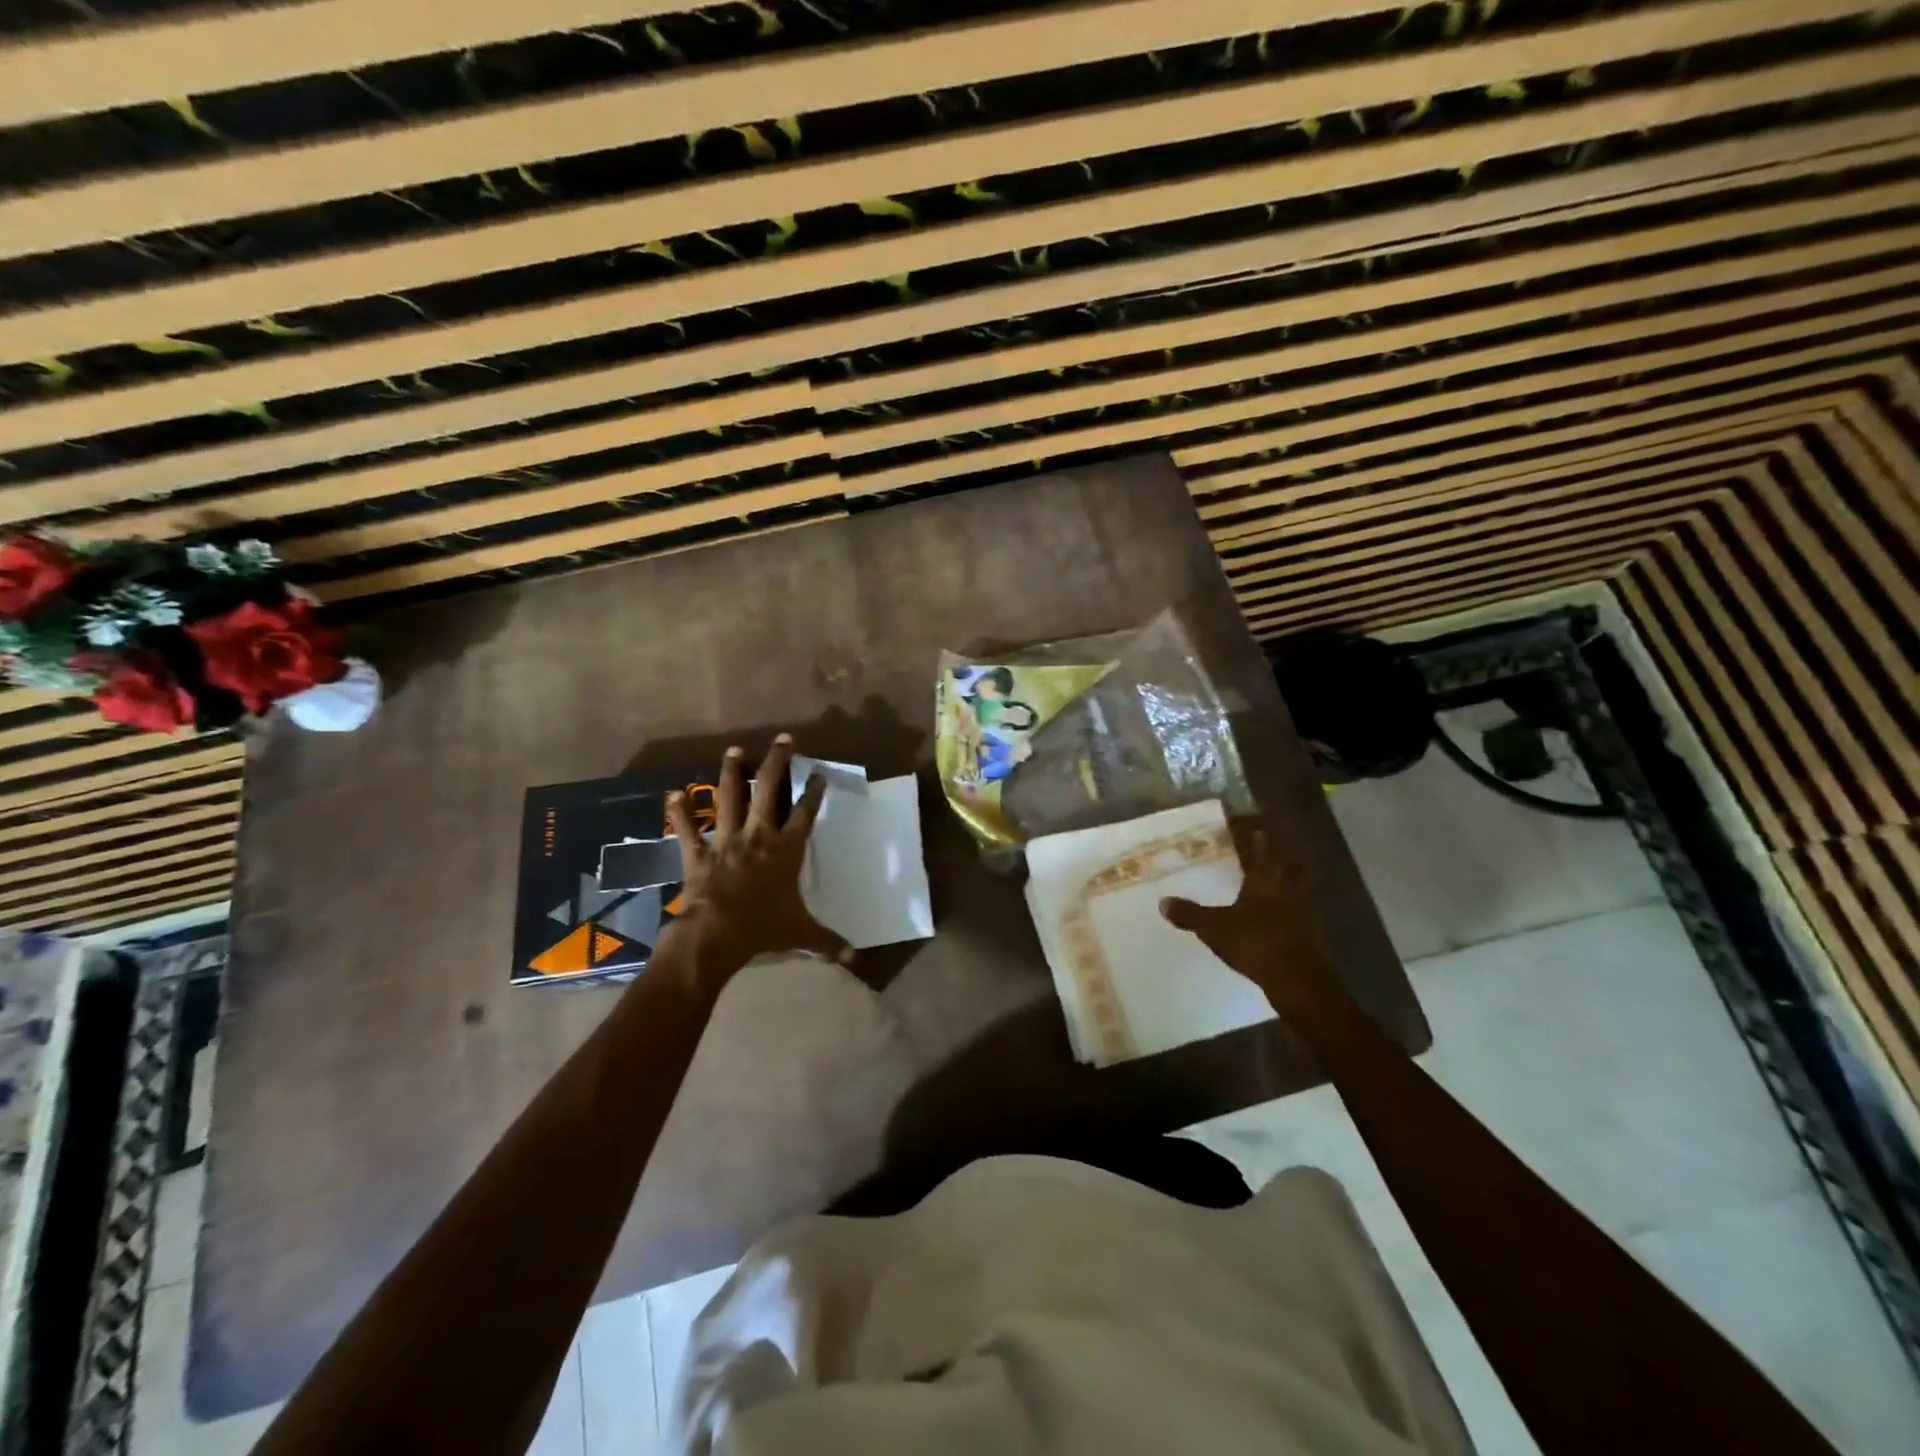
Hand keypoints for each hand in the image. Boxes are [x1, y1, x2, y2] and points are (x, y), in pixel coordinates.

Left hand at [665, 734, 850, 977]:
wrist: (715, 935)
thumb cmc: (763, 928)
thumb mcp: (802, 935)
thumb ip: (828, 942)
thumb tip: (856, 959)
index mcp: (786, 850)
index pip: (804, 813)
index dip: (813, 791)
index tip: (819, 772)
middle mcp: (758, 836)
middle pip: (769, 790)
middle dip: (777, 762)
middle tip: (782, 739)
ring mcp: (725, 840)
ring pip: (729, 798)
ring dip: (731, 772)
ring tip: (734, 749)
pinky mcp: (698, 853)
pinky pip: (687, 829)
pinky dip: (679, 812)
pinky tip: (673, 793)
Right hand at [1159, 832, 1332, 1009]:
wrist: (1297, 980)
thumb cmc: (1255, 941)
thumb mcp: (1213, 927)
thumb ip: (1190, 914)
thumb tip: (1163, 902)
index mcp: (1266, 878)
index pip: (1262, 847)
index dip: (1256, 836)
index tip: (1253, 826)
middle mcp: (1288, 888)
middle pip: (1289, 865)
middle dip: (1280, 859)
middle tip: (1268, 855)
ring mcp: (1304, 912)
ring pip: (1299, 888)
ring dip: (1289, 884)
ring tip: (1273, 886)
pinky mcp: (1311, 935)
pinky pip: (1300, 914)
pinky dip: (1291, 912)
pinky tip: (1278, 919)